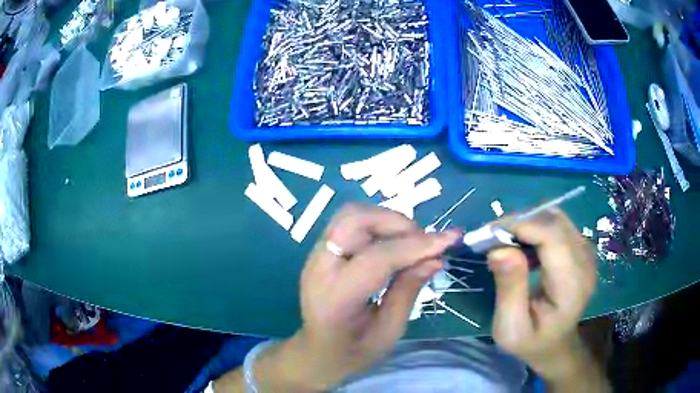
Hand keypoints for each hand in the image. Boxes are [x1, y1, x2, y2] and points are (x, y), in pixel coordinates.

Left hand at [256, 204, 458, 390]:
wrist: (317, 353)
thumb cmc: (353, 352)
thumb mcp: (388, 332)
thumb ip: (408, 291)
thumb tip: (435, 258)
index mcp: (336, 298)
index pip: (377, 258)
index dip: (416, 245)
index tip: (449, 239)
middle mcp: (319, 268)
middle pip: (355, 220)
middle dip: (396, 223)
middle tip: (424, 242)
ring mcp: (315, 256)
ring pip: (350, 214)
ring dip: (386, 219)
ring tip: (411, 241)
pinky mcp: (319, 252)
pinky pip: (349, 224)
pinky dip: (376, 224)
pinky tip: (393, 243)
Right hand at [487, 210, 596, 380]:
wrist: (554, 343)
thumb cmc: (530, 341)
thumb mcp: (510, 328)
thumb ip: (509, 290)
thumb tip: (498, 249)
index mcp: (572, 285)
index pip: (553, 236)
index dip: (522, 226)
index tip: (489, 234)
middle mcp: (585, 261)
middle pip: (554, 221)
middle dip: (520, 221)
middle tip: (492, 237)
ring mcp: (586, 252)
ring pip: (555, 217)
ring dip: (527, 222)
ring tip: (505, 240)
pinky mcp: (580, 248)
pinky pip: (557, 224)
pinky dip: (535, 226)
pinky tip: (523, 245)